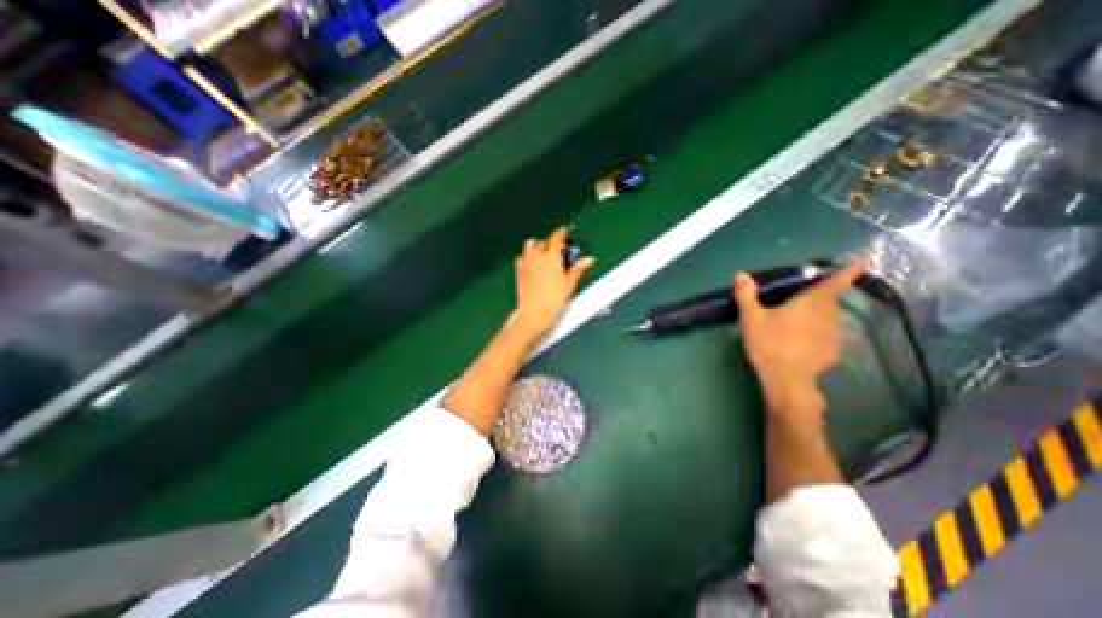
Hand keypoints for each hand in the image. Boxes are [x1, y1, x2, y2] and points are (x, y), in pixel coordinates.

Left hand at [514, 227, 598, 339]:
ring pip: (530, 245)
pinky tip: (533, 264)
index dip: (561, 233)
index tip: (564, 231)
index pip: (556, 238)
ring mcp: (526, 262)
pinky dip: (527, 256)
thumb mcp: (569, 283)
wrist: (535, 311)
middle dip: (550, 243)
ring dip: (537, 246)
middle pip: (543, 241)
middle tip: (557, 251)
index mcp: (551, 257)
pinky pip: (522, 257)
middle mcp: (537, 256)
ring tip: (544, 255)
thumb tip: (588, 260)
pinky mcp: (519, 271)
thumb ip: (578, 269)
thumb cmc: (553, 299)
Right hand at [735, 261, 865, 419]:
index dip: (849, 272)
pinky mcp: (831, 351)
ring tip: (800, 318)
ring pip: (829, 317)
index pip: (835, 283)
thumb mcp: (751, 318)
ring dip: (819, 313)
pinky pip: (826, 334)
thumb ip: (746, 295)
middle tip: (806, 294)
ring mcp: (832, 335)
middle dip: (823, 294)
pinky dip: (817, 331)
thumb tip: (741, 274)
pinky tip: (800, 339)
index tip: (863, 262)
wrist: (787, 380)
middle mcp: (828, 315)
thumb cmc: (769, 343)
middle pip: (831, 300)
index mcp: (811, 302)